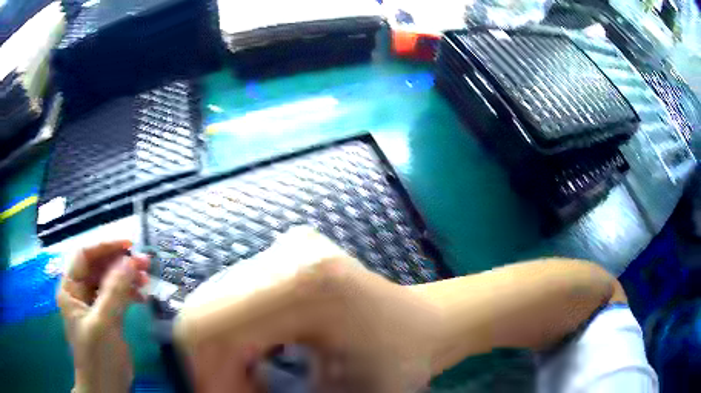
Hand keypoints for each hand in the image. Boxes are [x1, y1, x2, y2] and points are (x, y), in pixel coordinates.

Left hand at [56, 240, 149, 392]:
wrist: (106, 389)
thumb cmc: (98, 357)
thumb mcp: (104, 323)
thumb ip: (114, 291)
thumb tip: (130, 261)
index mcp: (70, 289)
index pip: (84, 256)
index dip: (104, 247)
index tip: (129, 245)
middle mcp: (80, 293)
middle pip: (98, 267)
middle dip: (120, 262)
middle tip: (144, 263)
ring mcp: (94, 306)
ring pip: (109, 281)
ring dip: (127, 277)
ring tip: (146, 278)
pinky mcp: (107, 318)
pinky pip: (117, 297)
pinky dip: (129, 293)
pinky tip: (141, 295)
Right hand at [176, 228, 439, 392]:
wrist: (422, 325)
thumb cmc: (396, 363)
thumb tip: (214, 390)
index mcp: (308, 284)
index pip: (214, 327)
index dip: (207, 373)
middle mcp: (289, 253)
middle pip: (204, 309)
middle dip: (207, 361)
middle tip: (232, 390)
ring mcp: (286, 247)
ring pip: (212, 301)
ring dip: (218, 347)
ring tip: (246, 377)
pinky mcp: (284, 253)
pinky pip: (230, 296)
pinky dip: (229, 332)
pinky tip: (254, 355)